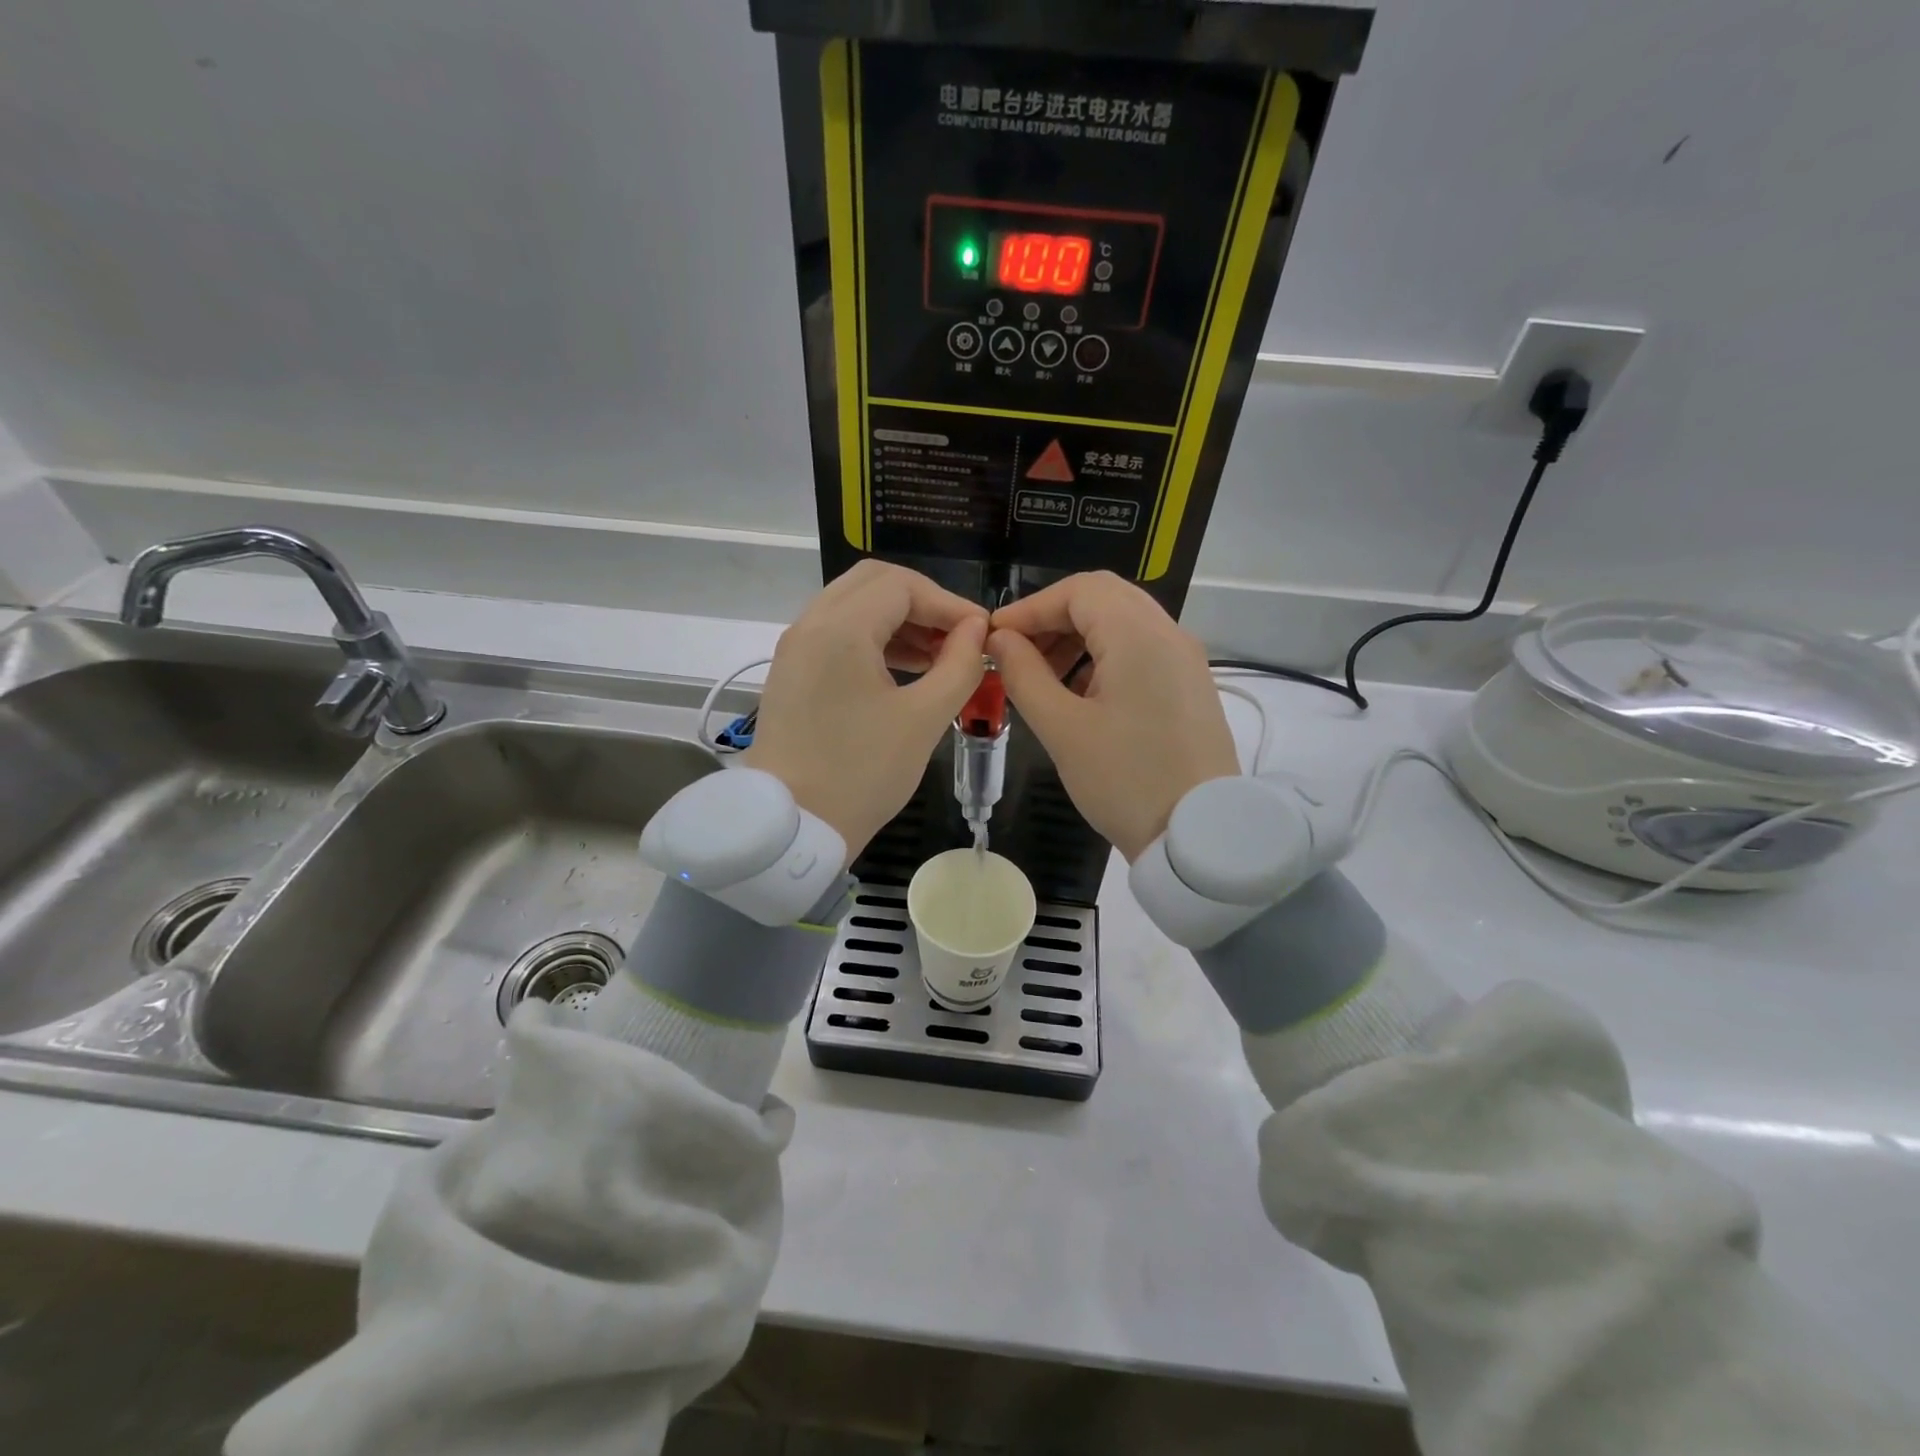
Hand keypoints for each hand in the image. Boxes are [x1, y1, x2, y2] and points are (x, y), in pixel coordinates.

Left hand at [743, 560, 987, 860]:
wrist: (793, 827)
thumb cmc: (862, 773)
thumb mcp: (923, 719)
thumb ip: (959, 665)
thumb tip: (976, 630)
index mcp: (840, 629)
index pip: (903, 586)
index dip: (949, 603)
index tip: (981, 633)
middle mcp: (810, 625)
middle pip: (873, 583)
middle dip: (922, 603)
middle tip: (957, 636)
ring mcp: (795, 648)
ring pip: (853, 606)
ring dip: (898, 620)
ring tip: (938, 656)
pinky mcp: (792, 672)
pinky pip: (836, 633)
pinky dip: (873, 638)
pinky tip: (904, 670)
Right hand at [989, 572, 1238, 861]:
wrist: (1199, 835)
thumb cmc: (1124, 780)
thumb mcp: (1062, 729)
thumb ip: (1024, 674)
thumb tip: (999, 640)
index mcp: (1139, 635)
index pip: (1078, 591)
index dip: (1029, 607)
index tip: (994, 637)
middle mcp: (1169, 633)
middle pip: (1103, 597)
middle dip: (1053, 618)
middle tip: (1017, 652)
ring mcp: (1186, 659)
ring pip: (1124, 622)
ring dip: (1078, 637)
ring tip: (1043, 677)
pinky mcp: (1191, 685)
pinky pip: (1142, 649)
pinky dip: (1105, 656)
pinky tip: (1081, 694)